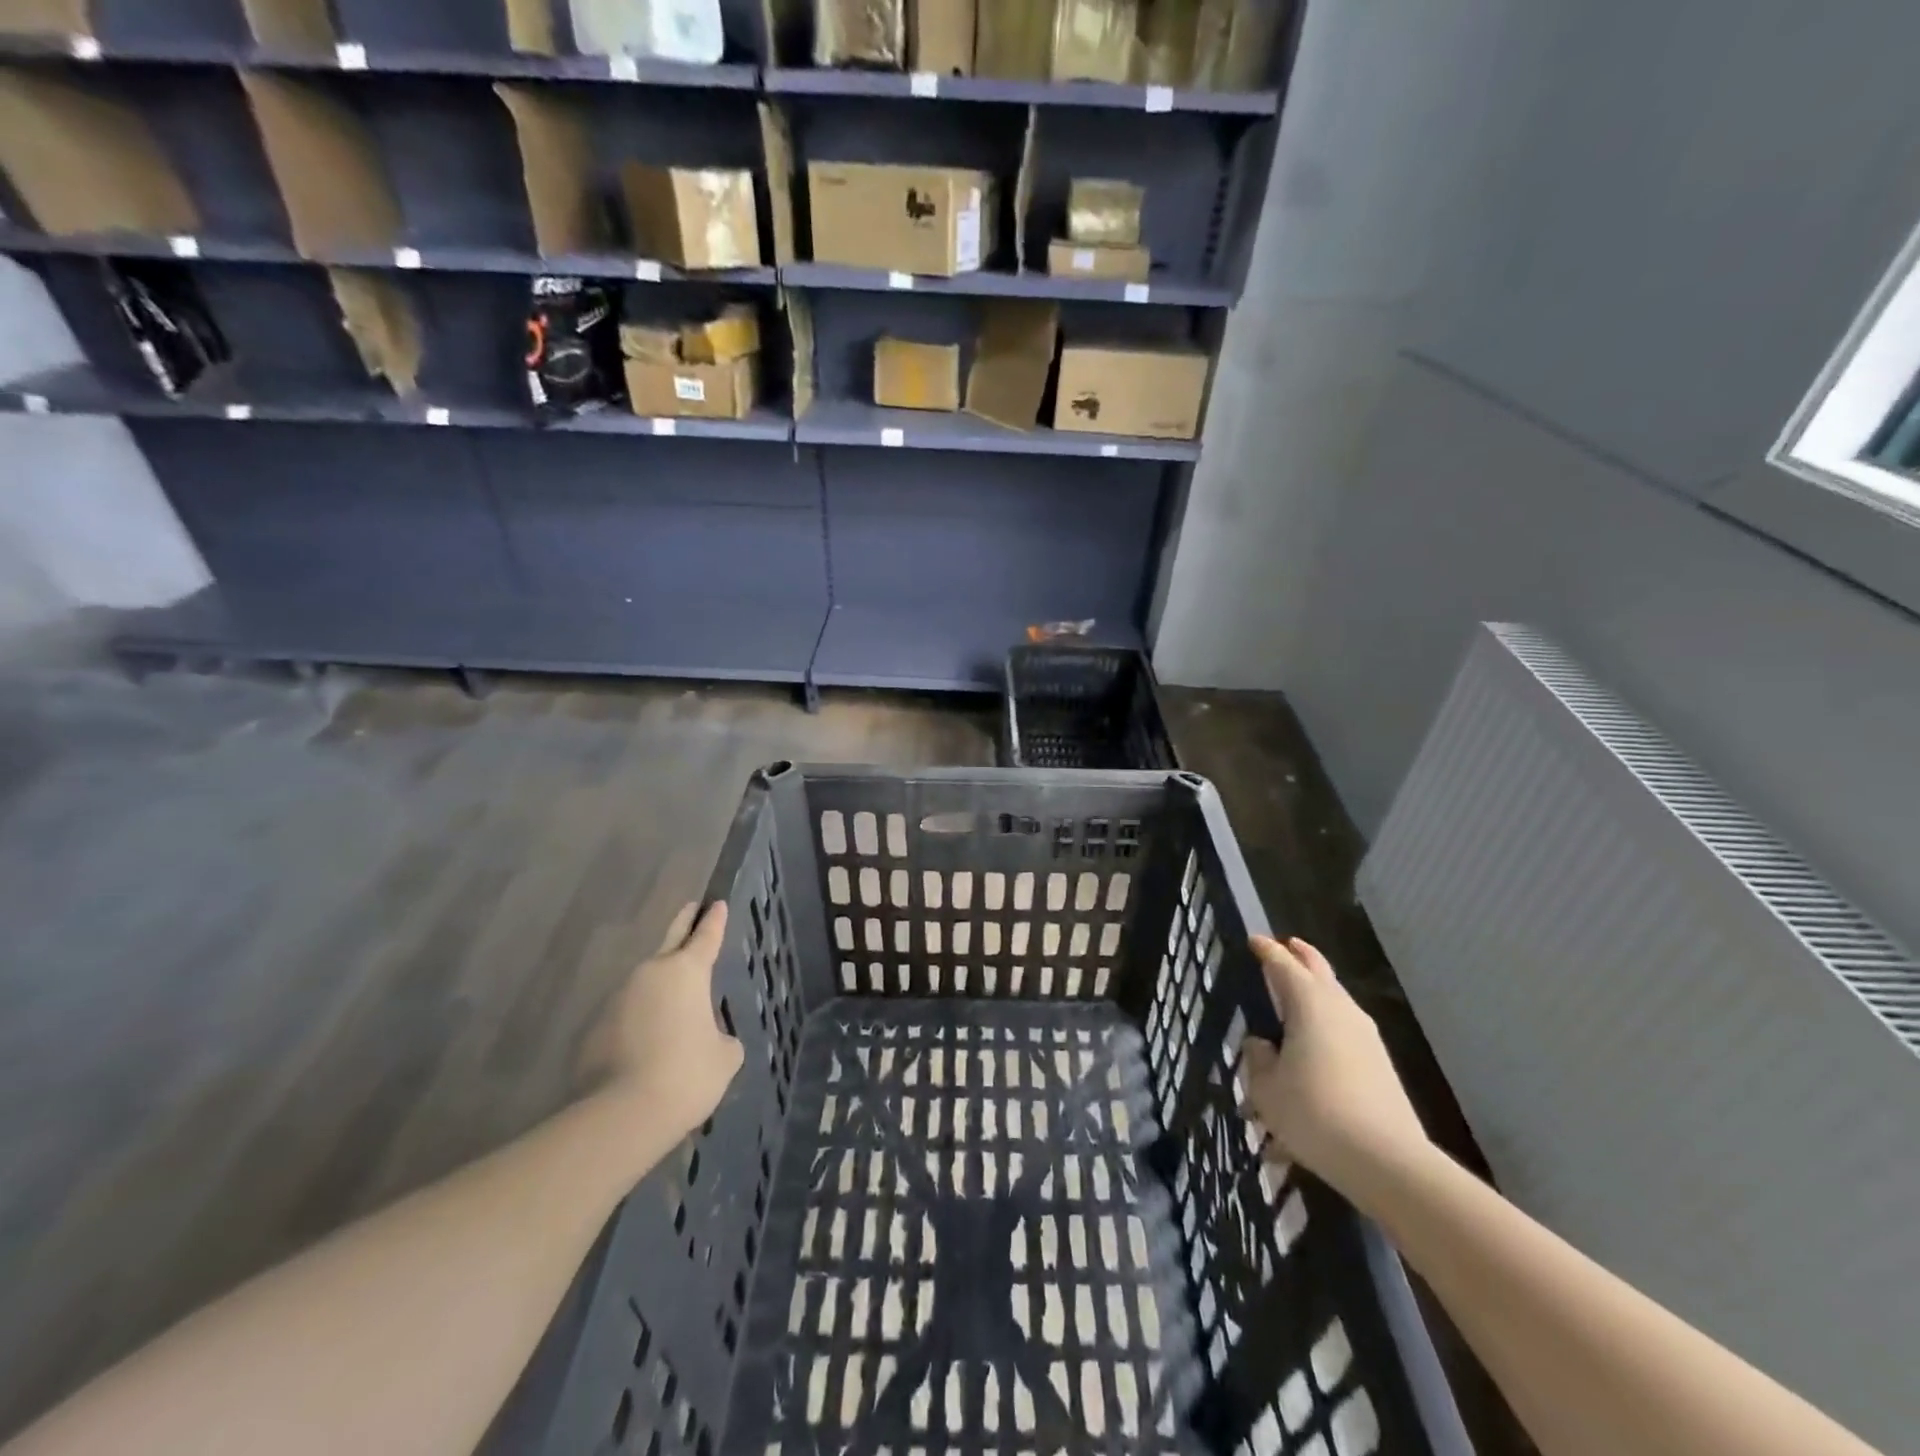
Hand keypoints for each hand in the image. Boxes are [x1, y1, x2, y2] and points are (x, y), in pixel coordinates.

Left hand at [583, 902, 744, 1141]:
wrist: (622, 1114)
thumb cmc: (687, 1074)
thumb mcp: (724, 1056)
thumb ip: (719, 1037)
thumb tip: (706, 1038)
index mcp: (687, 972)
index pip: (706, 937)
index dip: (714, 920)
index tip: (717, 903)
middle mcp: (650, 975)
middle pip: (670, 941)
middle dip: (683, 925)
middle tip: (691, 909)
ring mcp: (616, 1000)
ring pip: (645, 985)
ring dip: (659, 990)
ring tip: (675, 1009)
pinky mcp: (593, 1030)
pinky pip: (625, 1018)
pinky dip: (638, 1024)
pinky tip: (647, 1047)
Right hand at [1240, 936, 1430, 1199]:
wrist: (1386, 1161)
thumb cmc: (1314, 1112)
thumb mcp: (1266, 1088)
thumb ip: (1258, 1058)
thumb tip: (1261, 1044)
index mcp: (1308, 1003)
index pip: (1282, 964)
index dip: (1266, 950)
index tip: (1254, 940)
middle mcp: (1340, 1009)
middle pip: (1319, 971)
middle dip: (1300, 957)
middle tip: (1285, 947)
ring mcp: (1366, 1036)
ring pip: (1335, 1000)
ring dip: (1316, 994)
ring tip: (1295, 999)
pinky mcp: (1380, 1064)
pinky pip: (1345, 1031)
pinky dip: (1326, 1027)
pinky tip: (1313, 1048)